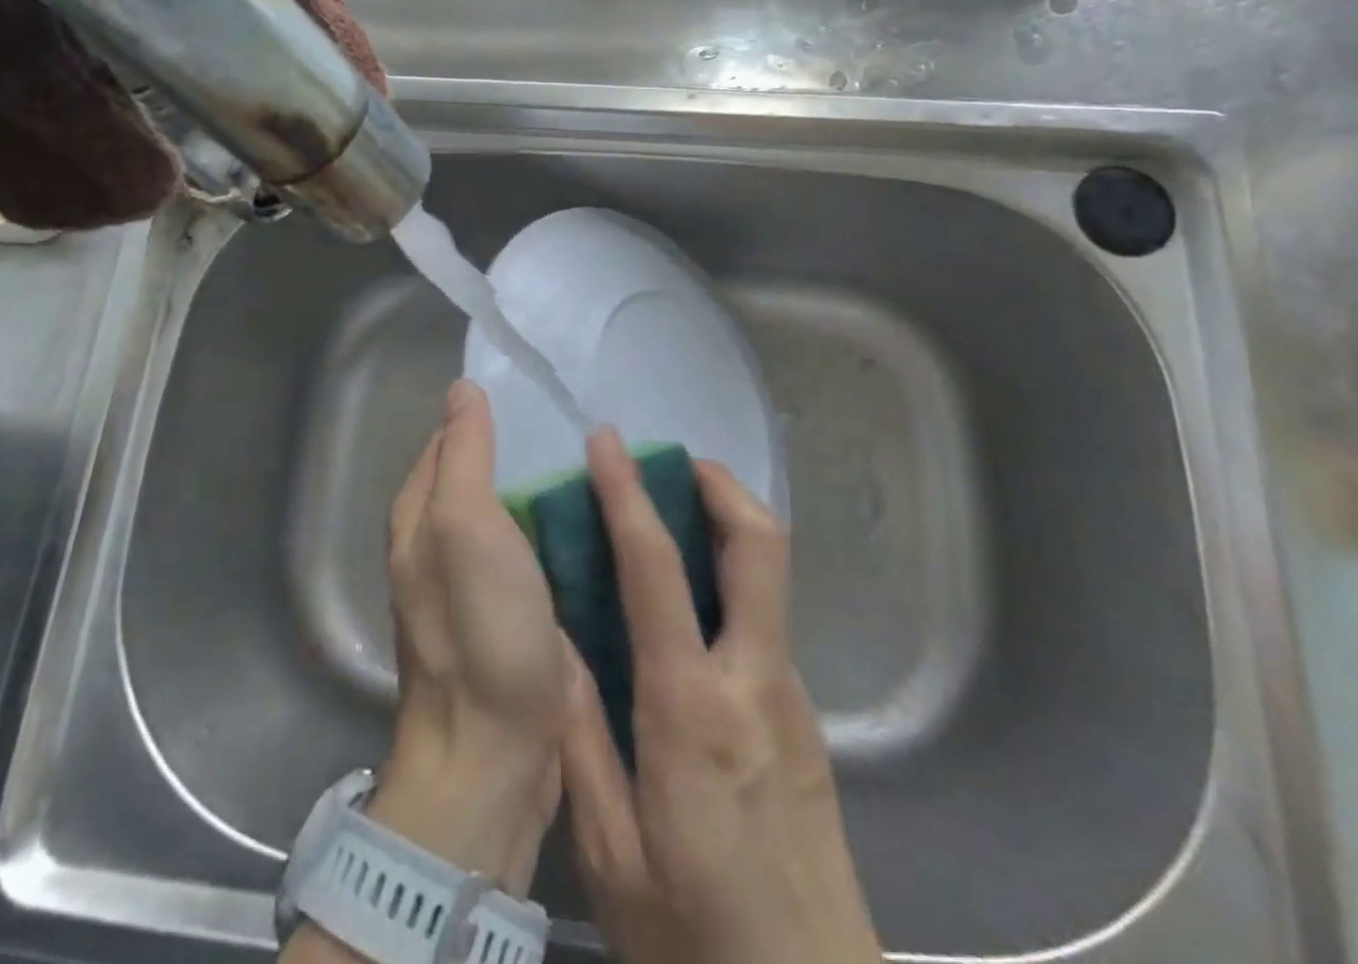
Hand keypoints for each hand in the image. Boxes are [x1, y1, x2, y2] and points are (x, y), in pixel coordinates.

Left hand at [375, 379, 568, 894]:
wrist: (496, 756)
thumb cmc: (480, 629)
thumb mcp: (466, 526)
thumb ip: (465, 455)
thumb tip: (462, 388)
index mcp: (420, 515)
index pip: (451, 440)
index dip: (488, 412)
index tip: (541, 391)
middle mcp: (439, 543)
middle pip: (482, 474)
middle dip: (524, 446)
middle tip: (583, 422)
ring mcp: (477, 582)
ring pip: (511, 512)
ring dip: (545, 487)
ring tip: (600, 459)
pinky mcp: (512, 612)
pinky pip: (534, 549)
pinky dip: (558, 527)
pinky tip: (598, 516)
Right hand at [560, 430, 882, 963]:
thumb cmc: (697, 942)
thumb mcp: (610, 855)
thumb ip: (581, 737)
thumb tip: (553, 641)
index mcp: (692, 710)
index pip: (657, 571)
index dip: (629, 495)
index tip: (609, 444)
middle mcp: (754, 682)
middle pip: (760, 546)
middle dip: (720, 485)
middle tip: (673, 462)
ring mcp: (790, 697)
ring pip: (771, 577)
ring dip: (727, 525)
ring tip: (672, 514)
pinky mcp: (804, 719)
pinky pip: (765, 618)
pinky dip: (731, 578)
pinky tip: (688, 605)